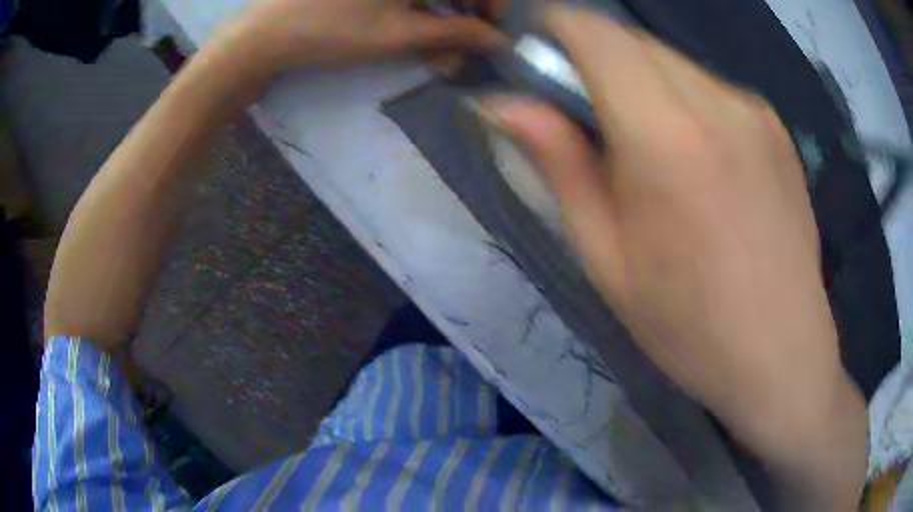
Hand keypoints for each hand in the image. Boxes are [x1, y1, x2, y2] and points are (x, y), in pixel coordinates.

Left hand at [212, 0, 503, 78]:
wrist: (263, 35)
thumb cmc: (331, 31)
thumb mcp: (398, 34)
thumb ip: (456, 33)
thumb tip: (499, 42)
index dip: (493, 2)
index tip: (495, 29)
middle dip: (469, 6)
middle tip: (469, 34)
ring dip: (445, 7)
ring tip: (442, 36)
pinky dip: (418, 5)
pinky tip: (417, 21)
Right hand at [484, 7, 864, 507]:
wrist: (783, 356)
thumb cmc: (690, 327)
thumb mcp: (606, 259)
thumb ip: (558, 164)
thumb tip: (503, 104)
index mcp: (666, 137)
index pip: (595, 33)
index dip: (555, 28)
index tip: (537, 57)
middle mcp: (717, 102)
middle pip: (633, 40)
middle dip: (594, 58)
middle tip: (586, 118)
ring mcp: (755, 110)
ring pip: (672, 61)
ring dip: (640, 81)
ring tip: (647, 150)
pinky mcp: (776, 127)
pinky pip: (711, 87)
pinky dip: (683, 99)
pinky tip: (696, 160)